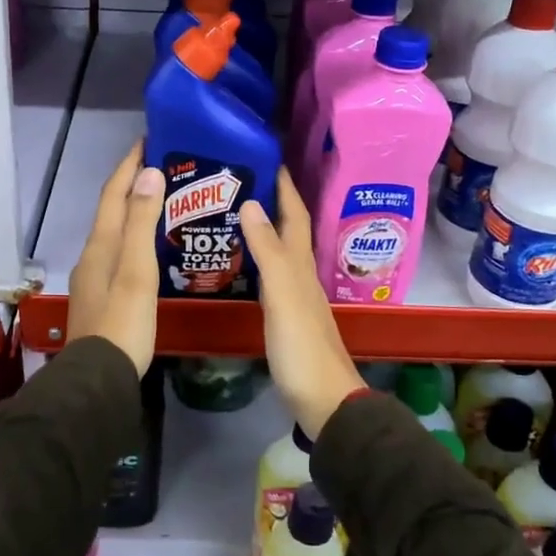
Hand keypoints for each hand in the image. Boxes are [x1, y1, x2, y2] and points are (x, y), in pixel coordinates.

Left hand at [66, 145, 163, 375]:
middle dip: (131, 184)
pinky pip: (118, 251)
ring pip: (114, 231)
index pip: (114, 194)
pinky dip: (133, 236)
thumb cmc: (123, 322)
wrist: (99, 378)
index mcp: (101, 245)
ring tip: (161, 200)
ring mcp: (94, 278)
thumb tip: (147, 173)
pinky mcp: (101, 297)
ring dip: (132, 210)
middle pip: (111, 210)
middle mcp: (92, 255)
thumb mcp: (136, 270)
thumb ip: (141, 222)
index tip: (147, 140)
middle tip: (161, 166)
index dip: (129, 165)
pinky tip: (150, 246)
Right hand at [239, 169, 362, 436]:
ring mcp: (294, 296)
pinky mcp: (285, 316)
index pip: (294, 215)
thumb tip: (254, 203)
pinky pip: (269, 275)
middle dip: (271, 201)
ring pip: (279, 251)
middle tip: (240, 179)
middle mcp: (300, 274)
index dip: (285, 186)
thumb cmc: (302, 345)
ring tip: (233, 211)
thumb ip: (269, 252)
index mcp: (301, 264)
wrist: (323, 399)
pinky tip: (239, 262)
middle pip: (288, 229)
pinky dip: (256, 259)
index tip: (268, 156)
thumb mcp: (282, 295)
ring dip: (263, 228)